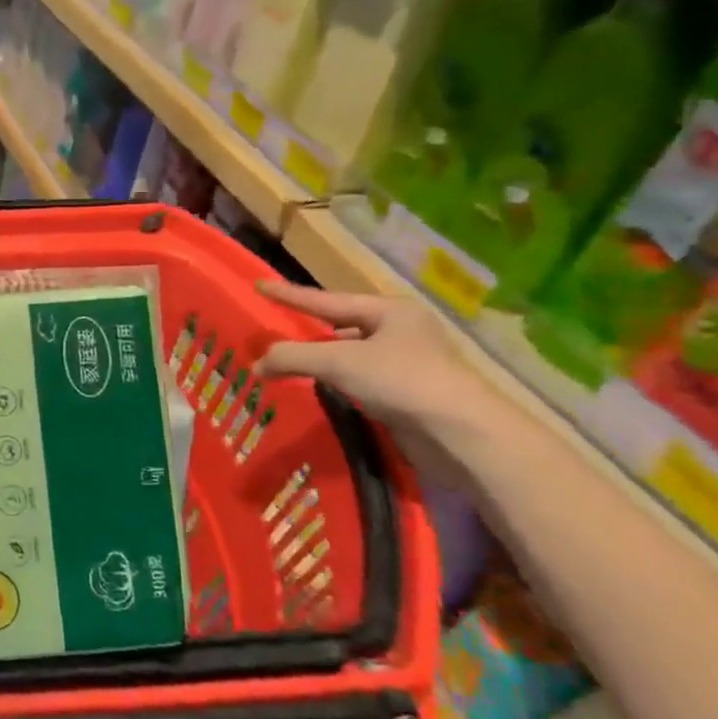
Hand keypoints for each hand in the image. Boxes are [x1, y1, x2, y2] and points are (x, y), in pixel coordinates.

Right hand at [253, 282, 514, 484]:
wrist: (461, 433)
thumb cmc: (401, 380)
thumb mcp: (338, 362)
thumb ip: (292, 357)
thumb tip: (256, 365)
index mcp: (389, 311)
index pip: (326, 300)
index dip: (289, 294)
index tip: (259, 285)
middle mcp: (400, 331)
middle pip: (340, 325)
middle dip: (307, 330)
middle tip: (273, 329)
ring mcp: (407, 363)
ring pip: (350, 354)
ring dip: (320, 360)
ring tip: (287, 363)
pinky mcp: (408, 393)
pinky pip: (359, 379)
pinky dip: (335, 381)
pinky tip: (317, 388)